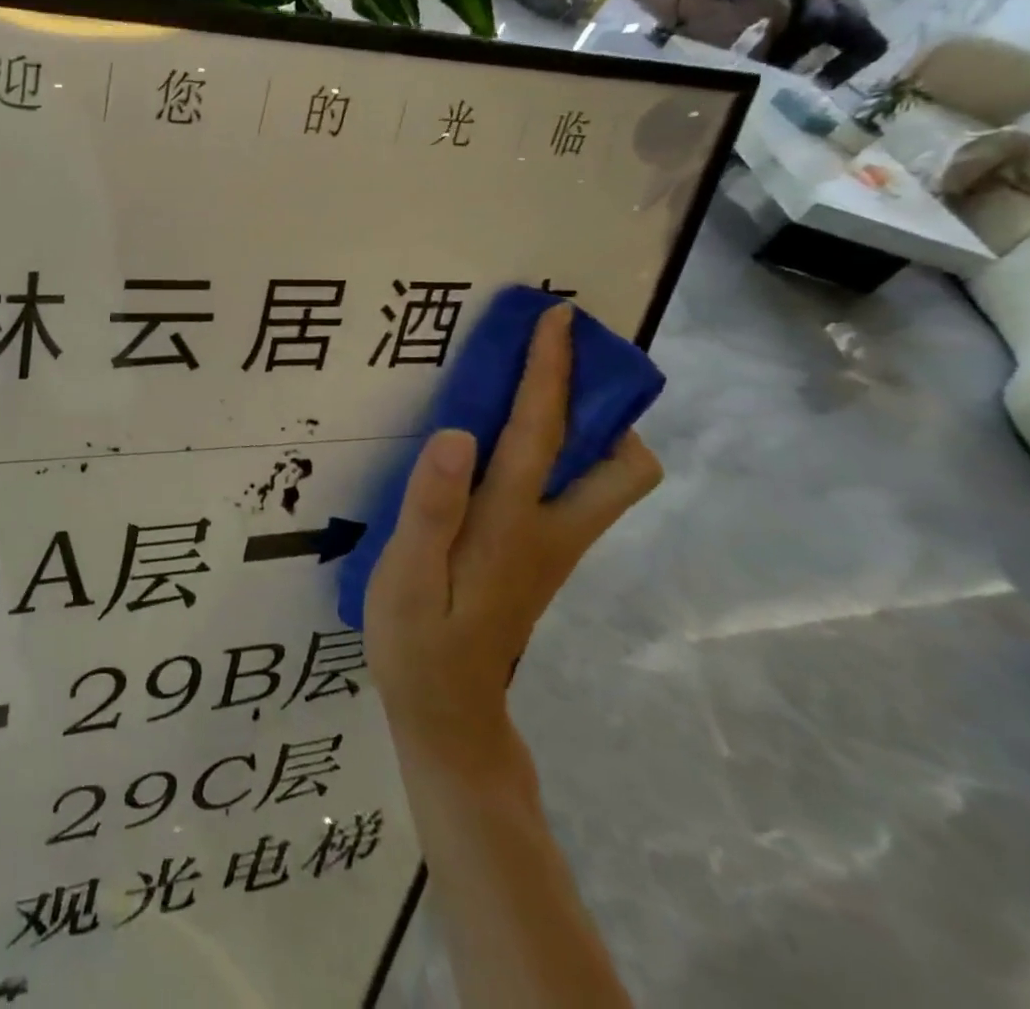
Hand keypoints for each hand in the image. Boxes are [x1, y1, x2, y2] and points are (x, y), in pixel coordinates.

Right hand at [364, 305, 660, 782]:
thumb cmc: (418, 639)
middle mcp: (552, 532)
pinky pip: (573, 492)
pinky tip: (508, 449)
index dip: (551, 370)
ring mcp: (555, 549)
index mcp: (513, 526)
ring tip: (531, 397)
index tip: (557, 318)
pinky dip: (563, 455)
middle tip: (555, 368)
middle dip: (608, 407)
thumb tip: (458, 434)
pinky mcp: (543, 559)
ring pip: (607, 481)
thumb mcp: (405, 575)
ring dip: (589, 429)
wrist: (448, 710)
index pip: (541, 432)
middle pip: (624, 466)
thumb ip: (430, 507)